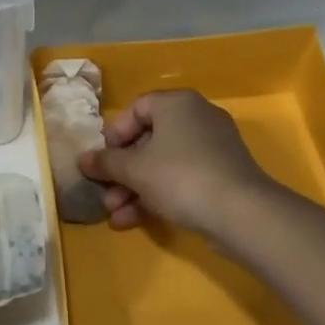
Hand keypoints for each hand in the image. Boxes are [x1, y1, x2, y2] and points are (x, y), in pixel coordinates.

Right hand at [78, 90, 275, 239]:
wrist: (241, 213)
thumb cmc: (180, 176)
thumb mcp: (134, 169)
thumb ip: (105, 163)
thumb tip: (83, 160)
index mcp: (176, 103)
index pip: (136, 109)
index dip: (114, 135)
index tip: (102, 160)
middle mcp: (196, 117)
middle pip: (148, 140)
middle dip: (122, 172)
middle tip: (105, 193)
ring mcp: (212, 147)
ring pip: (162, 164)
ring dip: (134, 189)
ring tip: (115, 215)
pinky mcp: (221, 175)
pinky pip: (181, 178)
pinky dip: (158, 195)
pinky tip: (134, 220)